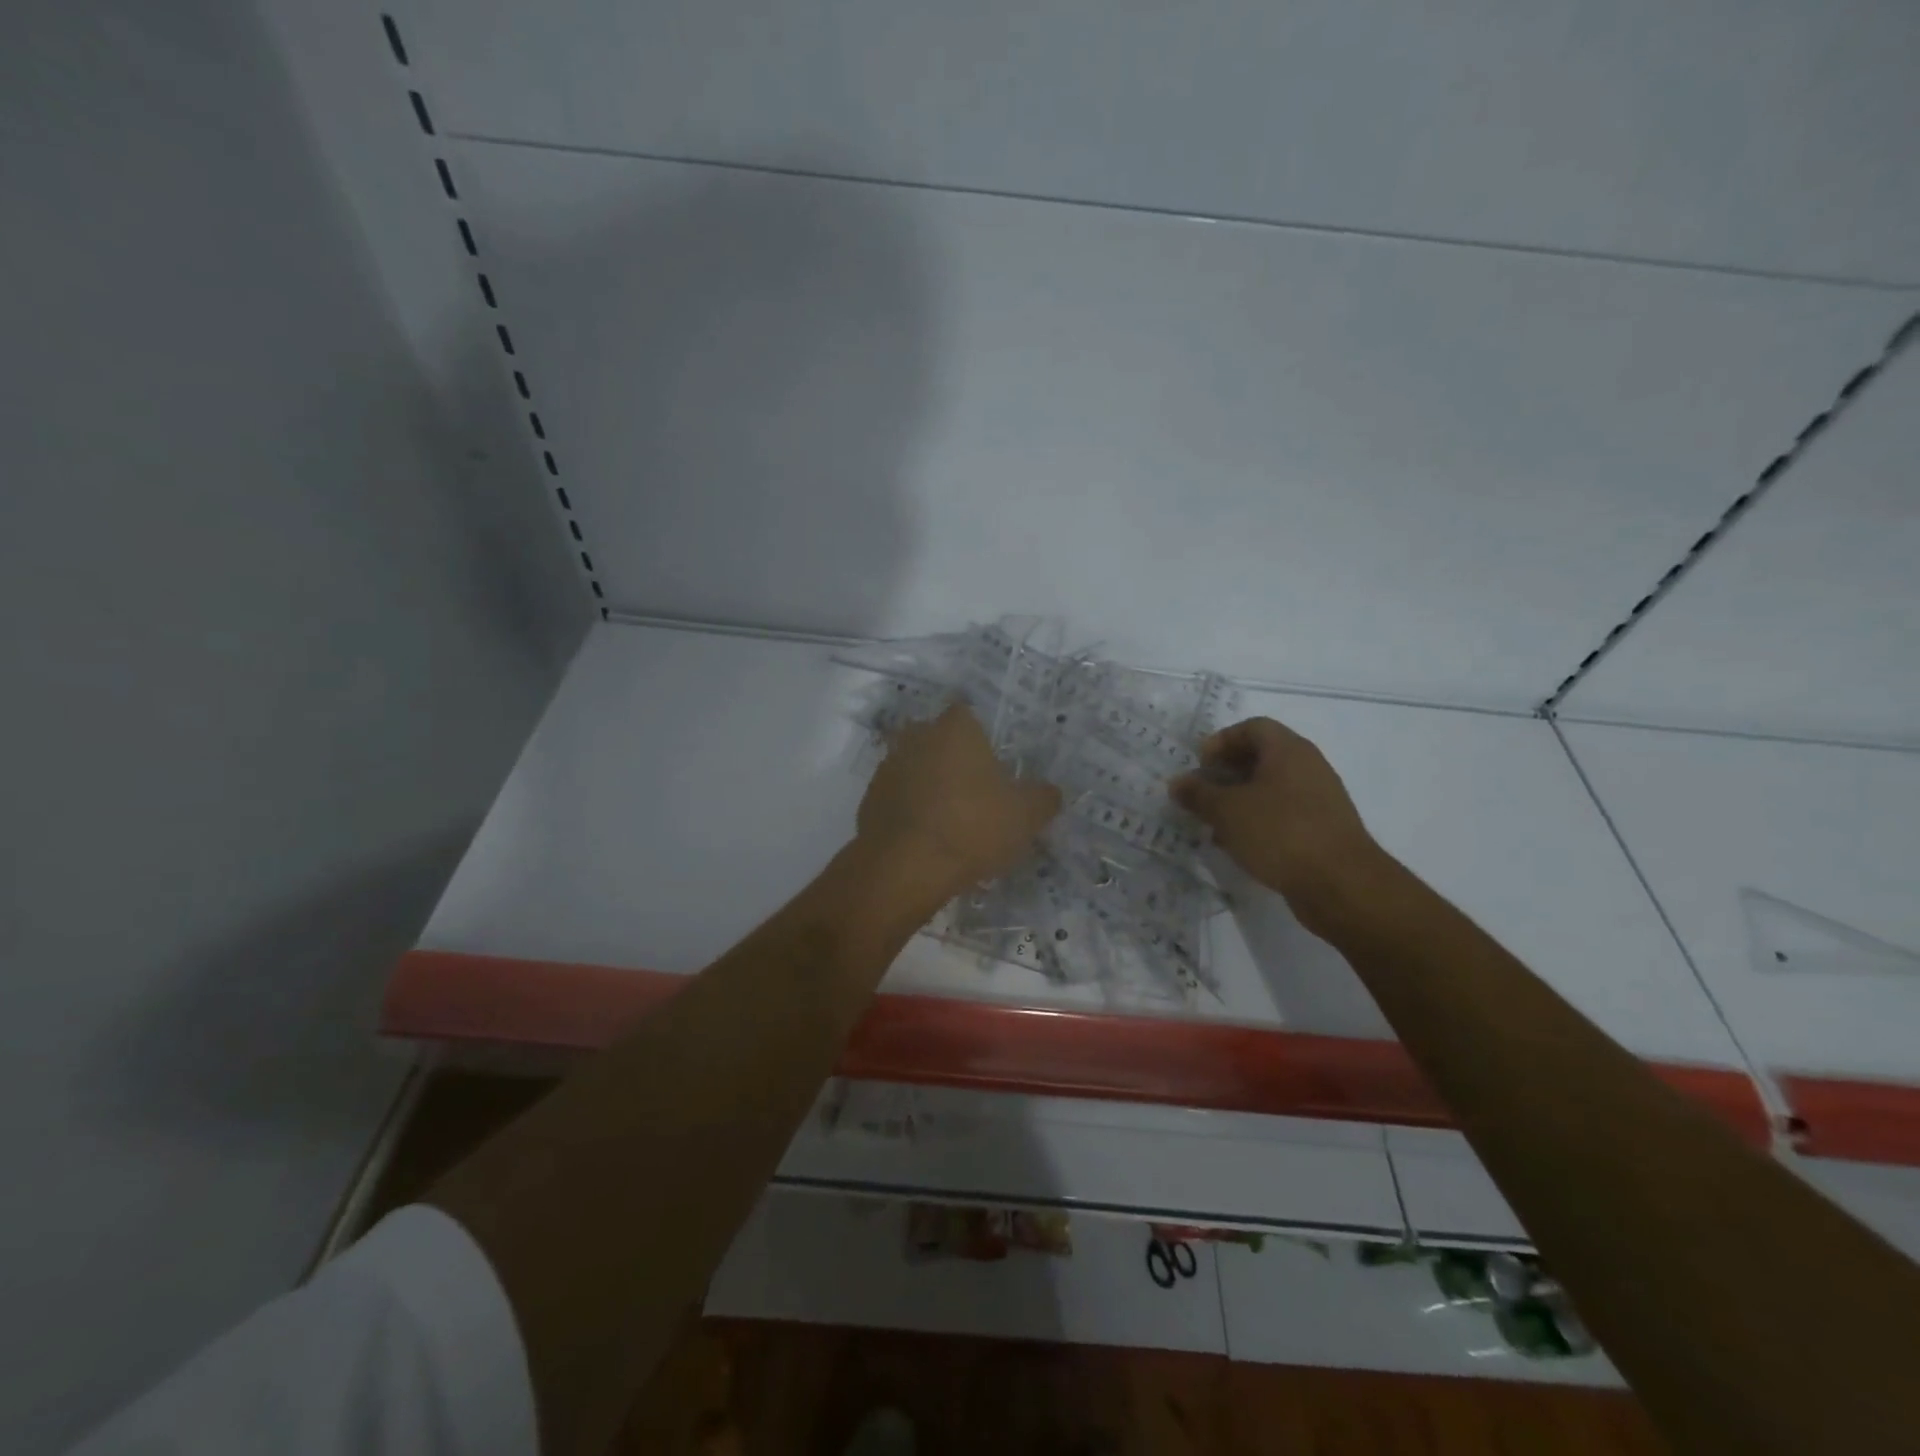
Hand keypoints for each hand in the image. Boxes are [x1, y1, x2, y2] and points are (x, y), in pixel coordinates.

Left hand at [857, 703, 1062, 895]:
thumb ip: (1043, 797)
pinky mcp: (869, 800)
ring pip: (917, 769)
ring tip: (952, 821)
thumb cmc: (972, 827)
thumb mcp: (1026, 815)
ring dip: (931, 786)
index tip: (994, 766)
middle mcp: (917, 737)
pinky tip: (927, 839)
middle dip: (954, 760)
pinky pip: (899, 798)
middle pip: (939, 741)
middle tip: (977, 794)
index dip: (982, 738)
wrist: (905, 867)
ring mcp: (888, 767)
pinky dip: (912, 812)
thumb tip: (1050, 792)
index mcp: (955, 728)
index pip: (968, 715)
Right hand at [1170, 717, 1390, 936]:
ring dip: (1239, 800)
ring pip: (1271, 788)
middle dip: (1226, 773)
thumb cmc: (1280, 833)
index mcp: (1288, 750)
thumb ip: (1198, 794)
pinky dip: (1258, 822)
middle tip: (1201, 794)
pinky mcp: (1322, 829)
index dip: (1222, 740)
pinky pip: (1283, 814)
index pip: (1252, 727)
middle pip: (1261, 757)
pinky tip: (1239, 844)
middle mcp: (1308, 767)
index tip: (1200, 765)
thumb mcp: (1227, 811)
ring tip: (1214, 823)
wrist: (1341, 884)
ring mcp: (1319, 799)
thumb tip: (1178, 783)